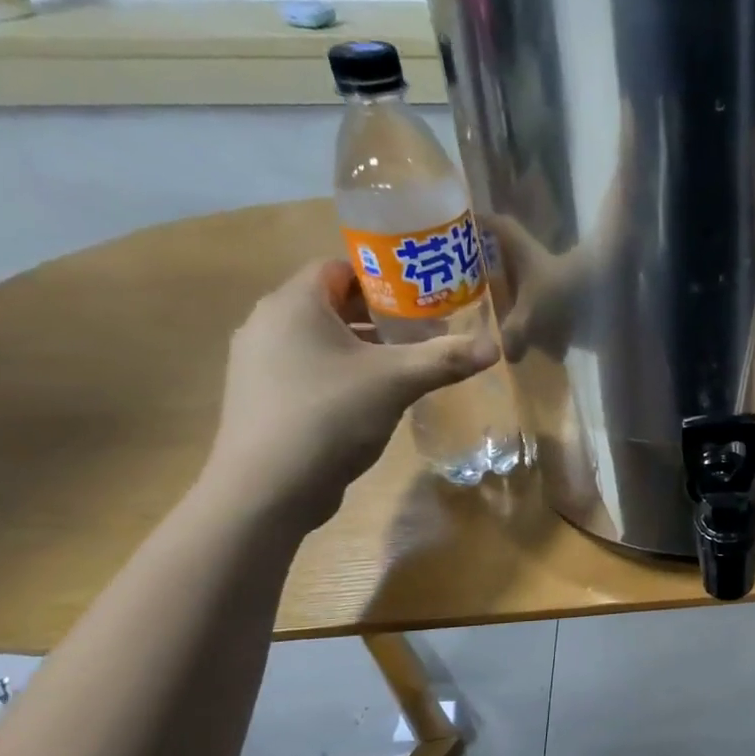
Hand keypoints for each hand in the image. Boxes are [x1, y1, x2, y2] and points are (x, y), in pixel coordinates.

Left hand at [202, 260, 495, 529]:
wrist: (267, 488)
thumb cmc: (330, 416)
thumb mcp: (397, 382)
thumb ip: (446, 359)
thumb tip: (495, 347)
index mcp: (293, 304)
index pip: (339, 267)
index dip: (383, 276)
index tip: (422, 296)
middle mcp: (268, 323)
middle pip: (332, 303)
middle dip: (381, 314)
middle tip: (426, 330)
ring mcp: (260, 362)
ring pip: (321, 338)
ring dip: (363, 346)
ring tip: (406, 363)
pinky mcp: (264, 396)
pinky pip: (309, 367)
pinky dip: (343, 371)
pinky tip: (373, 397)